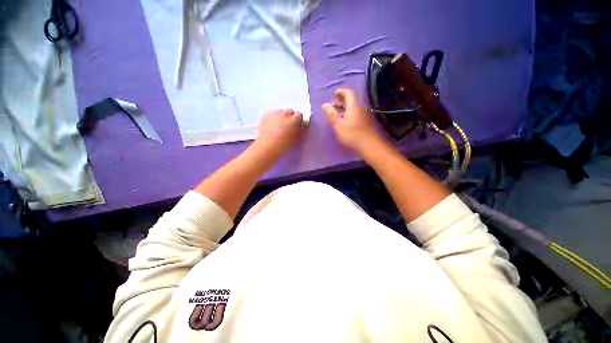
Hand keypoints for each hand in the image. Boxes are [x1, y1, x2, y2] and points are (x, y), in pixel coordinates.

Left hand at [255, 109, 304, 156]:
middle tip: (287, 127)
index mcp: (295, 119)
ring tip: (277, 127)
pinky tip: (270, 127)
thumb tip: (303, 127)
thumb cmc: (285, 145)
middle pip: (289, 112)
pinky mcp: (265, 115)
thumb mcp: (298, 139)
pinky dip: (272, 119)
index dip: (298, 120)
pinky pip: (271, 115)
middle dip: (289, 117)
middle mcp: (285, 113)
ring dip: (280, 117)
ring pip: (279, 112)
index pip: (299, 115)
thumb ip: (302, 131)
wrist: (269, 146)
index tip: (296, 126)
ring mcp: (275, 113)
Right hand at [323, 88, 383, 154]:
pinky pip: (355, 113)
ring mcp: (363, 115)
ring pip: (352, 107)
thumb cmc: (352, 135)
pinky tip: (343, 121)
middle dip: (340, 101)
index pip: (348, 93)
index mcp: (353, 106)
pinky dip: (348, 114)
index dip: (340, 92)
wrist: (369, 145)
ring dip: (343, 108)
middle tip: (332, 106)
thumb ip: (331, 115)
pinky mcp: (364, 122)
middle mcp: (359, 108)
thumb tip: (325, 105)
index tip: (333, 94)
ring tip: (336, 114)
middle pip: (350, 100)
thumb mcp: (338, 125)